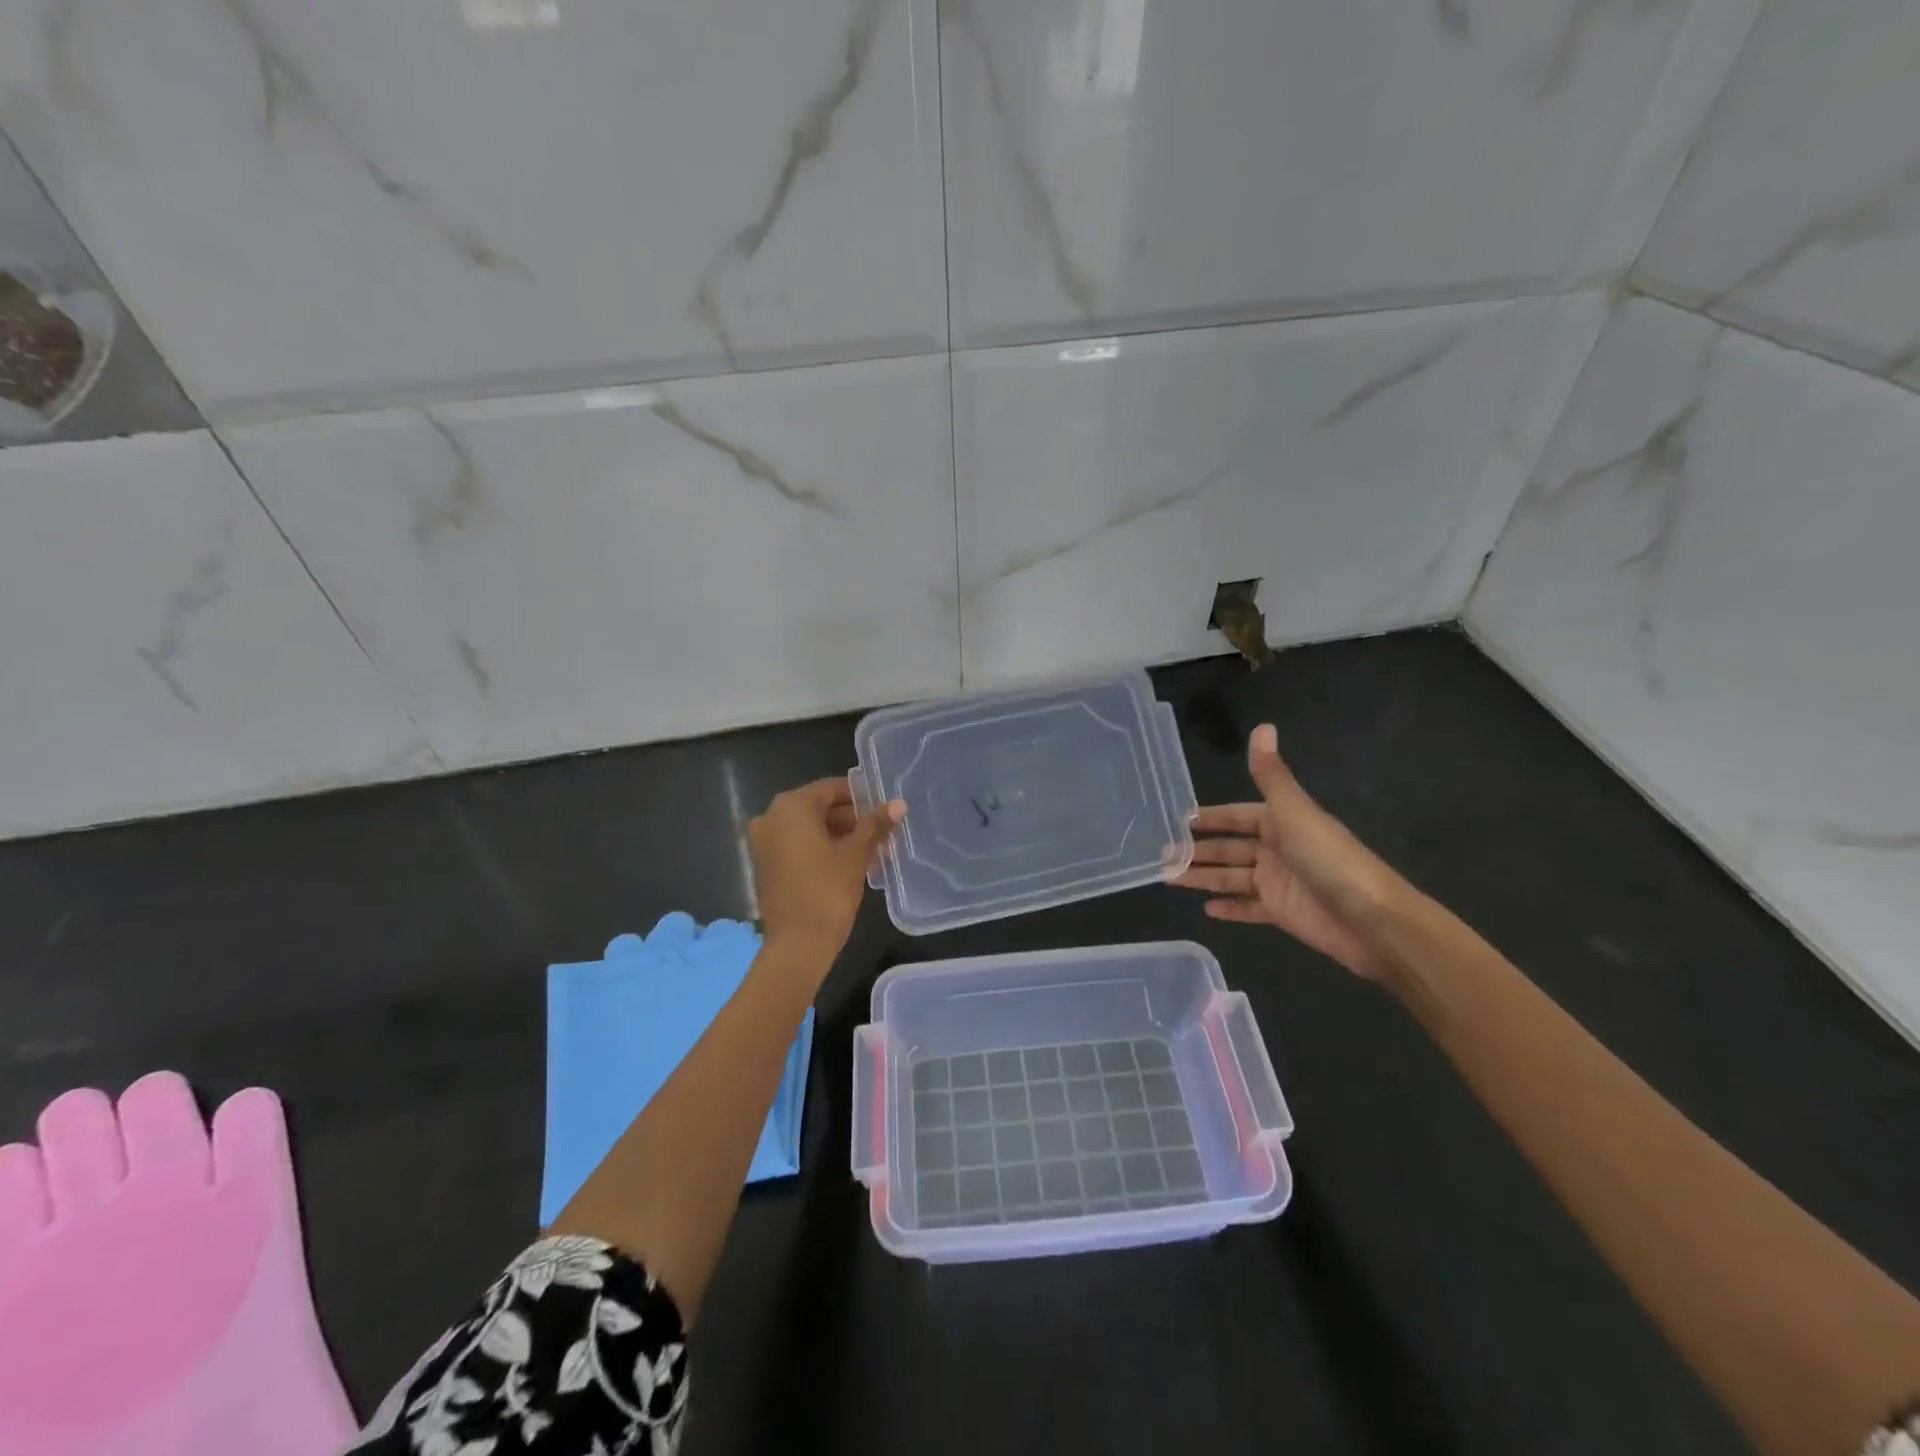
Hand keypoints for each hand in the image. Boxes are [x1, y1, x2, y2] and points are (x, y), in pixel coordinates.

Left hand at [749, 777, 903, 960]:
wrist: (797, 945)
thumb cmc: (827, 890)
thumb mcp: (856, 854)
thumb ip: (875, 824)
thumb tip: (899, 803)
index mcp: (791, 806)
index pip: (832, 788)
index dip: (862, 797)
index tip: (886, 809)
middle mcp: (771, 817)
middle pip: (819, 807)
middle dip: (852, 818)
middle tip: (883, 831)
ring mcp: (765, 843)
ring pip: (810, 829)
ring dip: (840, 835)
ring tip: (874, 849)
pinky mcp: (767, 866)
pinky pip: (799, 846)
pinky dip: (822, 849)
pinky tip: (851, 862)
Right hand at [1170, 724, 1404, 978]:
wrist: (1371, 919)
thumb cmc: (1328, 858)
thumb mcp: (1294, 811)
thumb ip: (1271, 774)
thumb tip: (1263, 726)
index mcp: (1281, 822)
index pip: (1238, 816)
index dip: (1211, 818)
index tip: (1180, 820)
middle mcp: (1278, 850)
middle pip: (1229, 849)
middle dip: (1198, 850)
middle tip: (1162, 854)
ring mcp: (1279, 883)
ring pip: (1232, 878)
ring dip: (1203, 878)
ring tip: (1169, 878)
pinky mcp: (1282, 913)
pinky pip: (1248, 908)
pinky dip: (1229, 908)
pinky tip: (1205, 909)